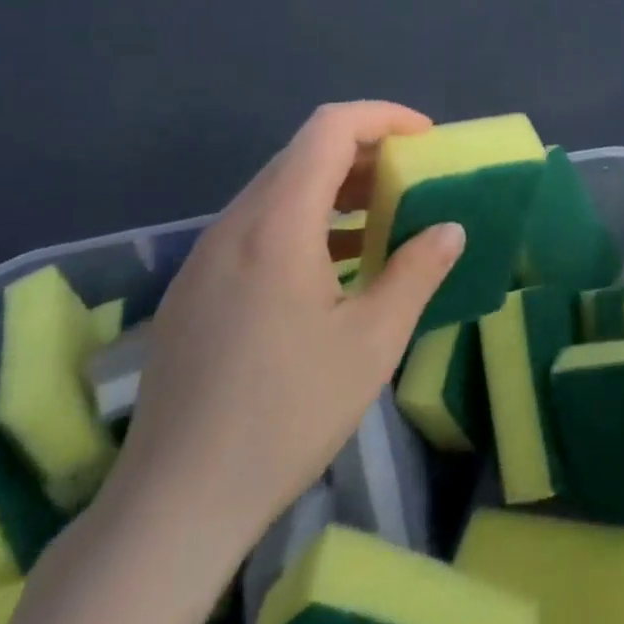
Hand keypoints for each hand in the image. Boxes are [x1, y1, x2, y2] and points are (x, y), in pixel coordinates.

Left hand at [109, 101, 465, 553]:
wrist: (173, 506)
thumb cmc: (285, 416)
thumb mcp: (371, 343)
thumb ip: (416, 272)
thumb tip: (449, 229)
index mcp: (276, 225)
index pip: (329, 128)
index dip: (383, 117)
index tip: (425, 140)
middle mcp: (234, 224)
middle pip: (303, 152)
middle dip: (364, 151)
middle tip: (411, 180)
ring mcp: (206, 256)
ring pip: (278, 189)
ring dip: (334, 188)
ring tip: (380, 220)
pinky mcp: (194, 288)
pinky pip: (257, 226)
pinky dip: (304, 221)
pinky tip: (331, 267)